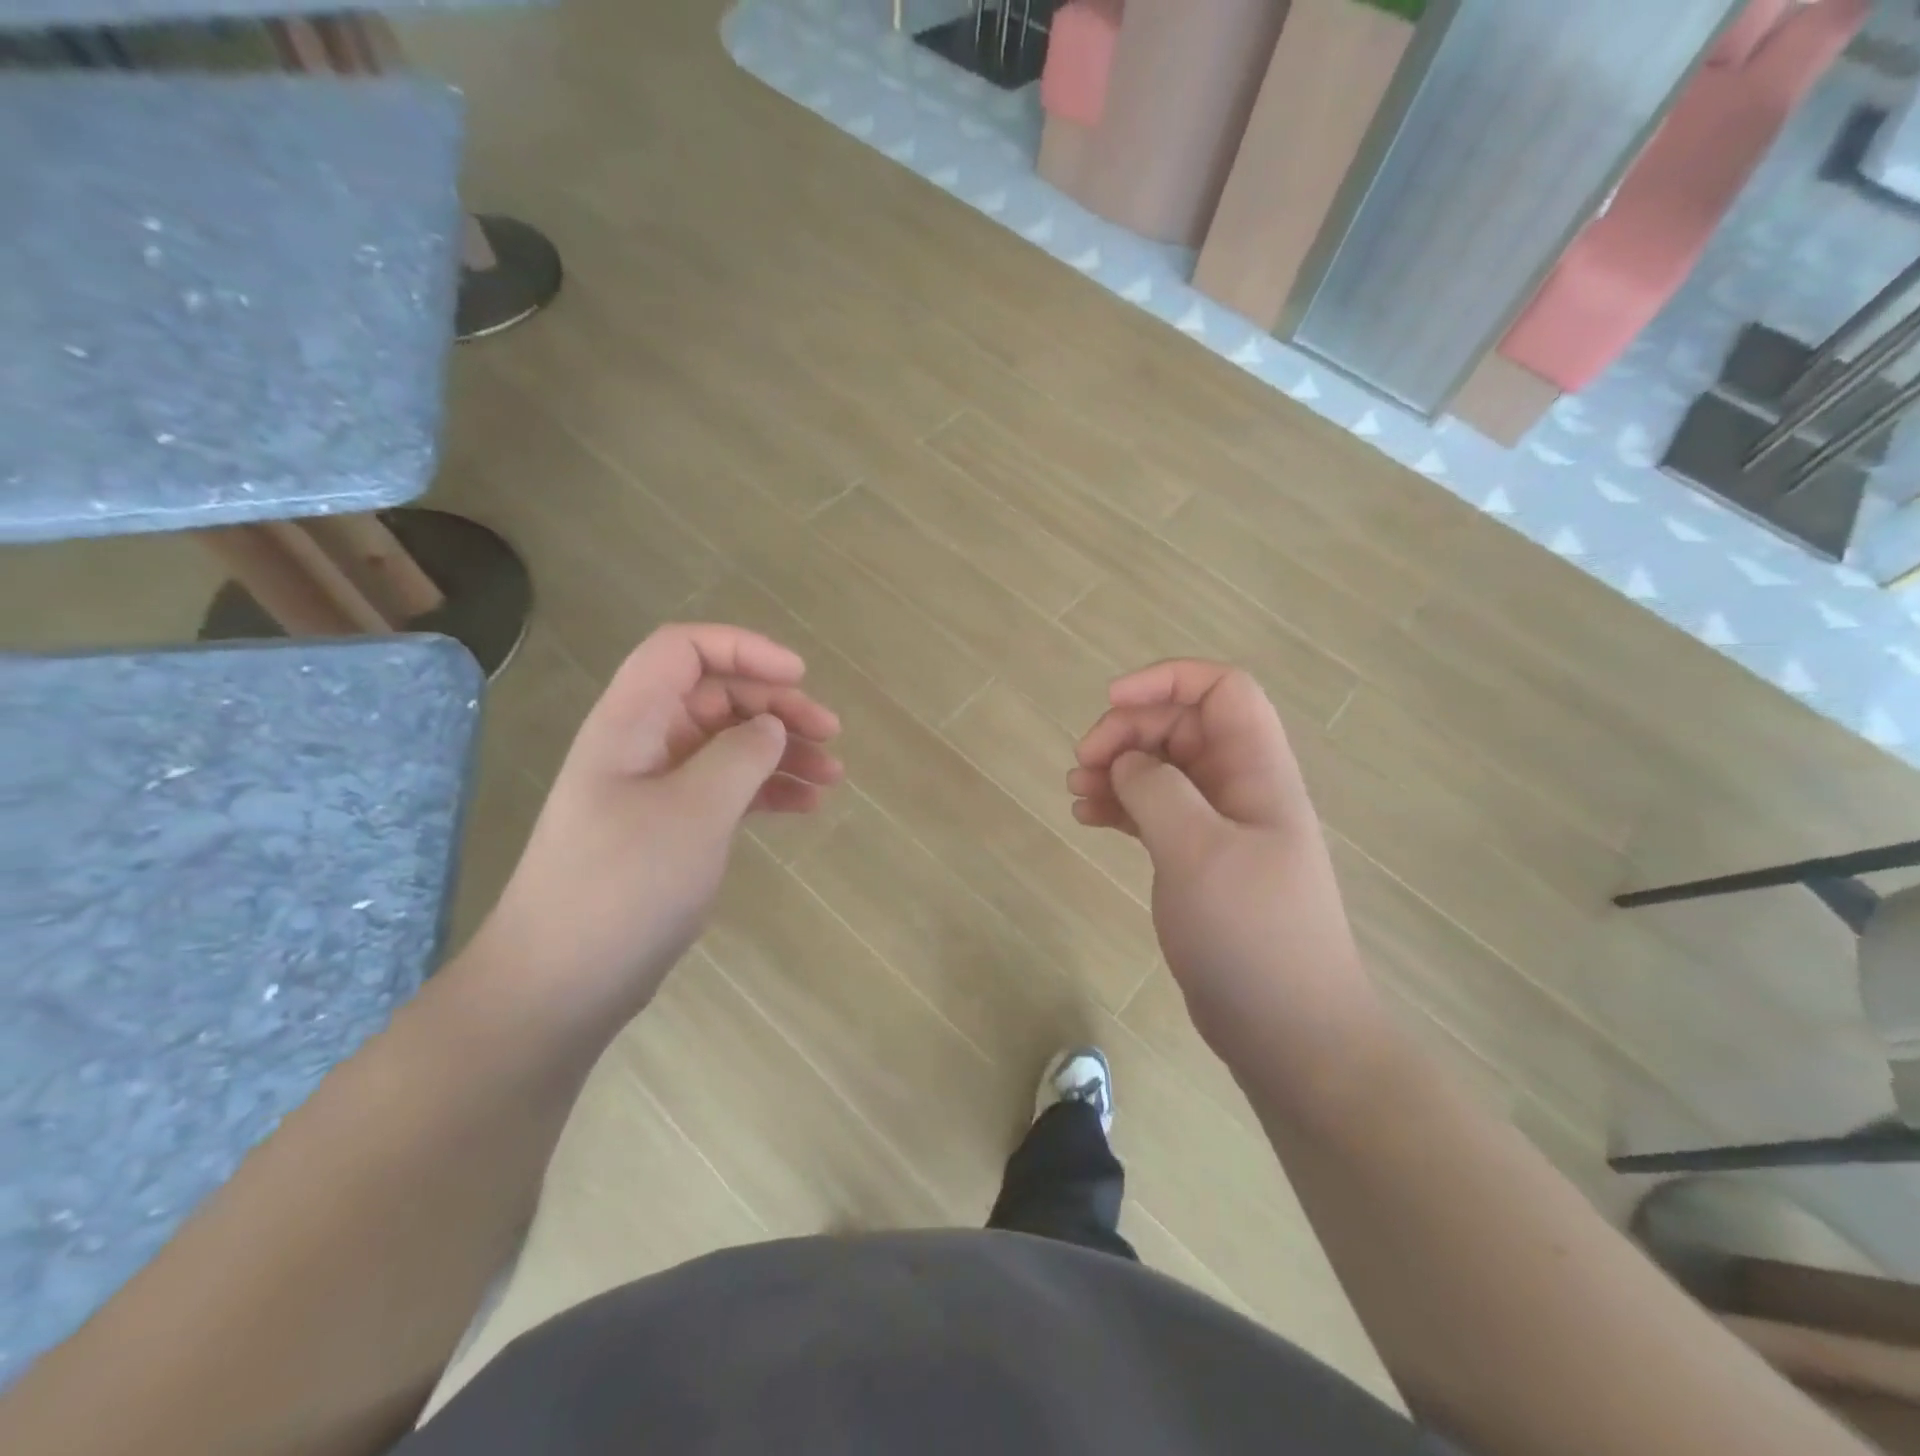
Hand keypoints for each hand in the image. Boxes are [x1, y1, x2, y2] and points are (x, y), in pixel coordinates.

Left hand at [470, 624, 842, 1033]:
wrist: (561, 985)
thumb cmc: (624, 887)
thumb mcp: (694, 813)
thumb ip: (740, 756)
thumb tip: (771, 726)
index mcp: (631, 722)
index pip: (683, 650)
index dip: (743, 649)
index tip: (799, 677)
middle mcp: (642, 744)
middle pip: (715, 695)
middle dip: (776, 706)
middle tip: (830, 734)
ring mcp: (656, 788)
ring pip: (728, 744)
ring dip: (781, 751)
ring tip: (833, 776)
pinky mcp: (670, 827)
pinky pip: (726, 788)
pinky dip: (767, 790)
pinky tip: (806, 806)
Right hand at [1069, 661, 1381, 1081]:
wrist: (1289, 1030)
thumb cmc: (1252, 934)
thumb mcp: (1199, 852)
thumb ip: (1158, 790)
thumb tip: (1129, 763)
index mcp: (1257, 772)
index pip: (1222, 691)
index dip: (1167, 681)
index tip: (1110, 703)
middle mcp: (1240, 789)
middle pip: (1182, 727)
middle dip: (1128, 732)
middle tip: (1083, 763)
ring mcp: (1219, 827)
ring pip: (1163, 769)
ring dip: (1117, 769)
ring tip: (1075, 792)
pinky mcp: (1198, 861)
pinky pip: (1154, 811)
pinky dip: (1120, 805)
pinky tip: (1087, 818)